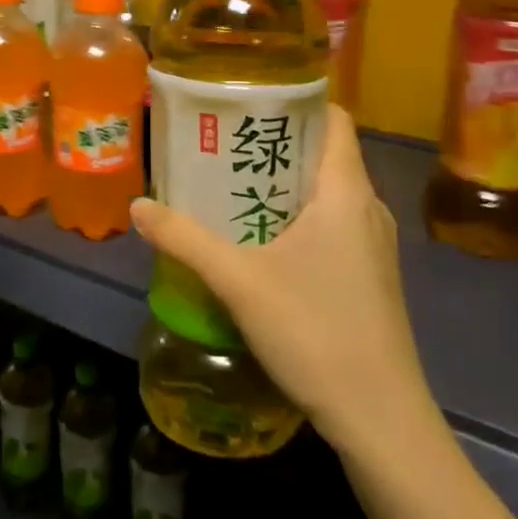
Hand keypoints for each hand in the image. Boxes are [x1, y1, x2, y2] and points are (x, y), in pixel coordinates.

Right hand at [129, 105, 442, 455]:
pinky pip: (331, 224)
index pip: (332, 118)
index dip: (295, 101)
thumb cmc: (315, 332)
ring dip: (281, 184)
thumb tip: (137, 206)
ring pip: (326, 193)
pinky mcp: (369, 276)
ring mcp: (372, 245)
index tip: (247, 99)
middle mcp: (367, 208)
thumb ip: (185, 240)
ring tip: (229, 184)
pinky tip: (258, 238)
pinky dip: (296, 216)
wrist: (380, 418)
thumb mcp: (239, 281)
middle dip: (273, 143)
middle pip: (323, 154)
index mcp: (346, 192)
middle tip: (221, 142)